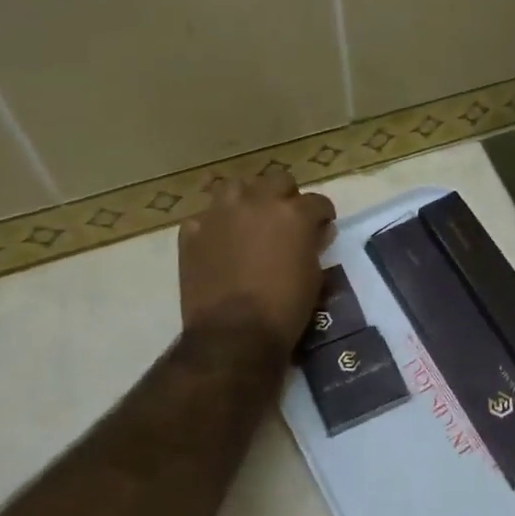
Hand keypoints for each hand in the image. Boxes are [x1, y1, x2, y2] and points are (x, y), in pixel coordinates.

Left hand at [178, 169, 336, 351]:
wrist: (232, 335)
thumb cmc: (284, 309)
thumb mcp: (314, 278)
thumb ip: (314, 246)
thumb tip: (317, 232)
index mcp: (293, 213)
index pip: (316, 201)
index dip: (322, 215)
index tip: (322, 227)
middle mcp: (257, 202)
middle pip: (278, 180)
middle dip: (286, 196)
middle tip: (286, 219)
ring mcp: (220, 214)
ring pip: (236, 186)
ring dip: (247, 198)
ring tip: (249, 219)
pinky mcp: (192, 232)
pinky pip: (205, 217)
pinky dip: (214, 225)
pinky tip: (218, 243)